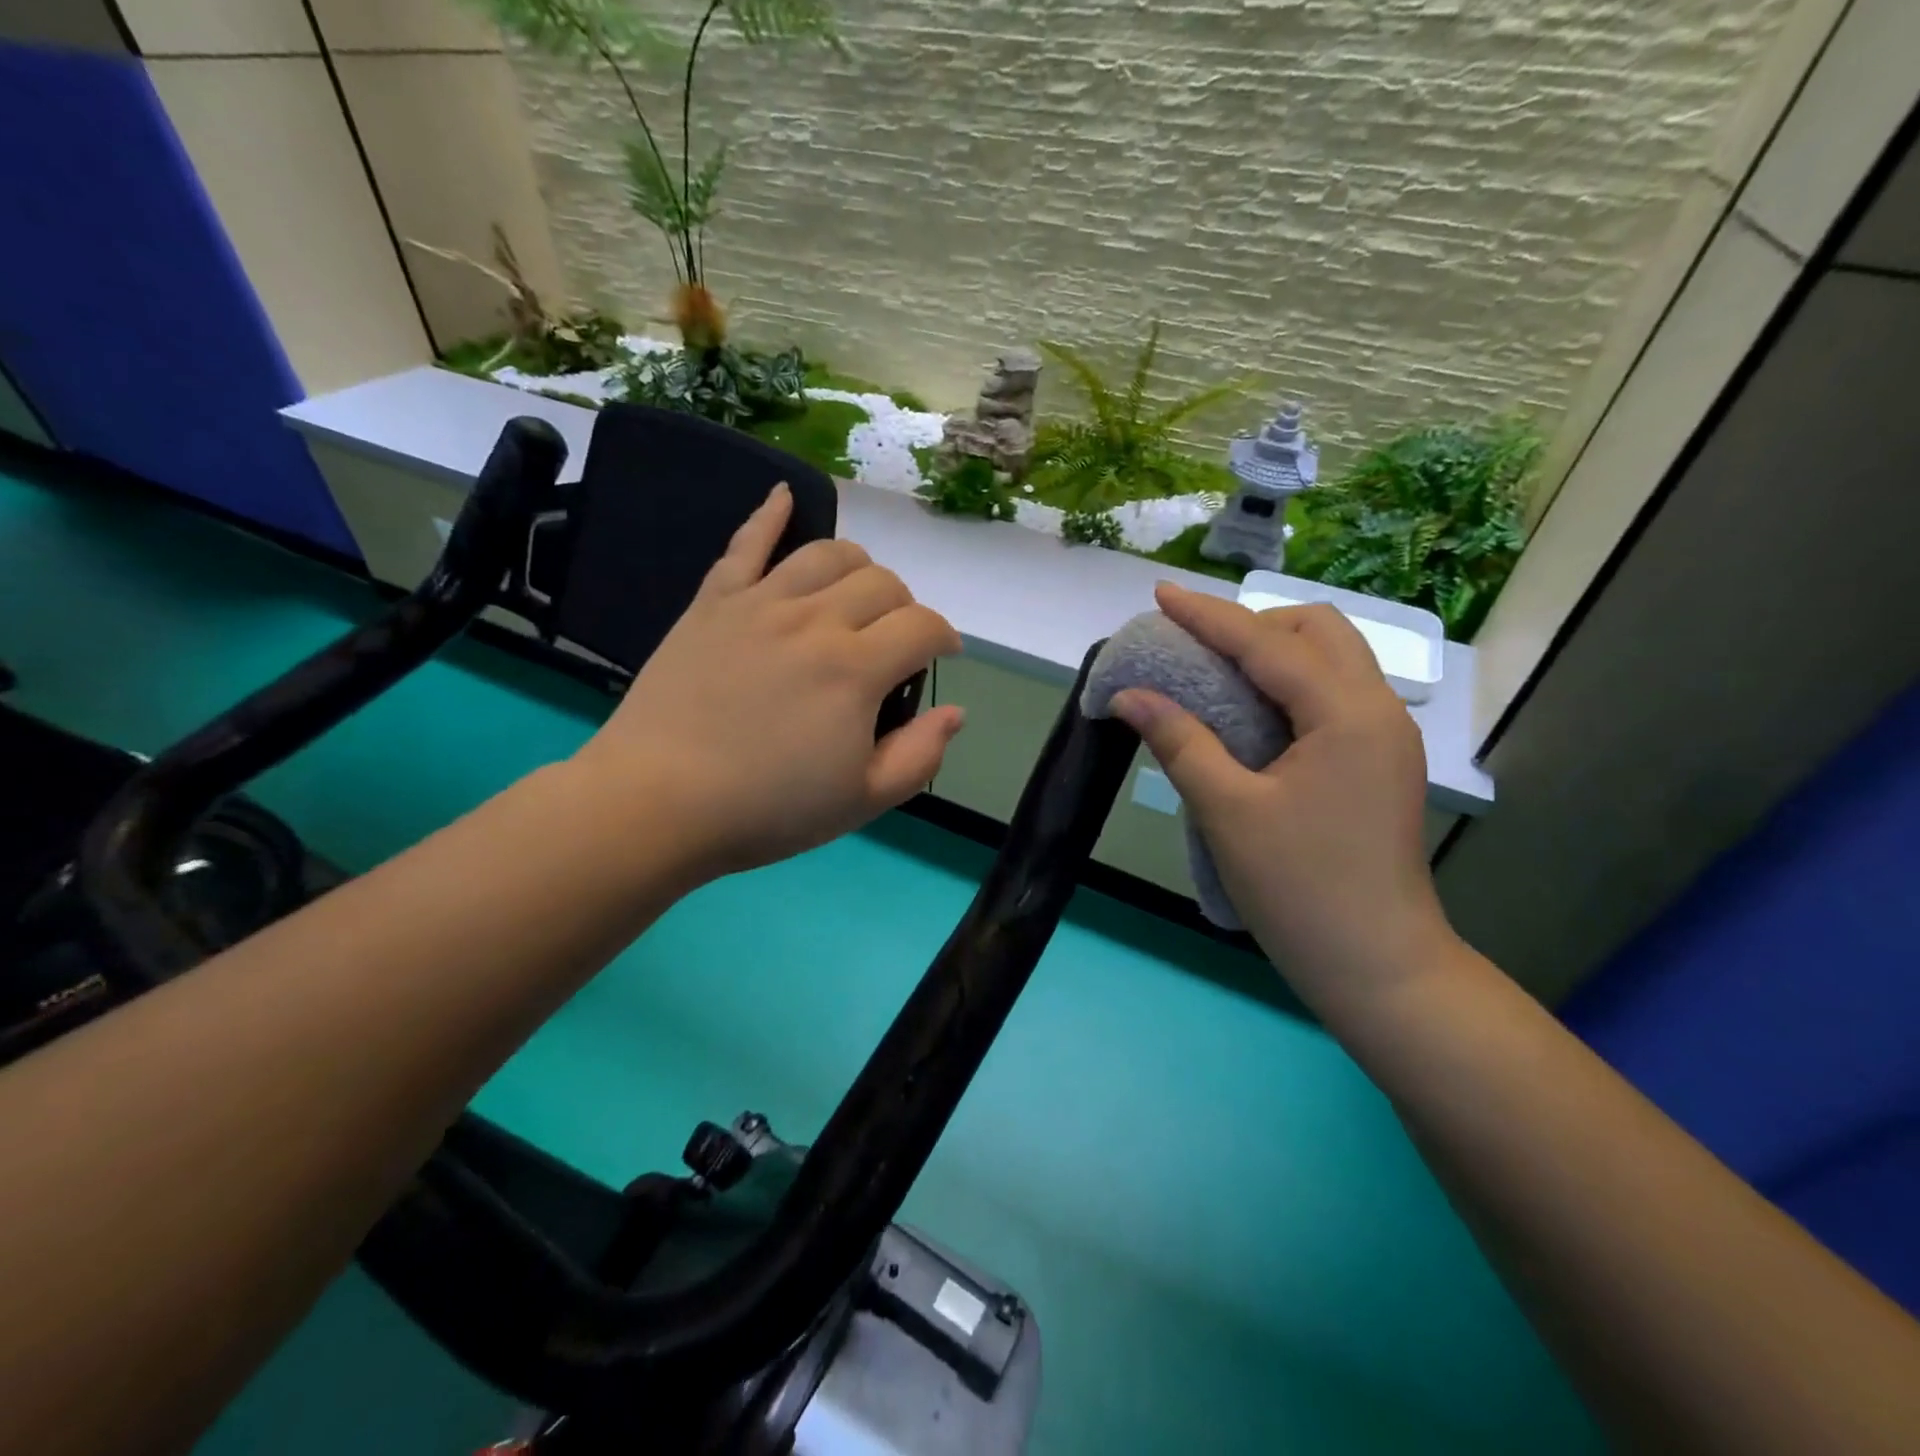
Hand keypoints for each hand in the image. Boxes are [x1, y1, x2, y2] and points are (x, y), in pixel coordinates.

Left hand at [571, 485, 963, 880]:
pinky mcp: (713, 602)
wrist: (657, 801)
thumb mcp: (863, 801)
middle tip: (895, 641)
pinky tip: (784, 495)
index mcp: (855, 669)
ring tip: (857, 593)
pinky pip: (745, 543)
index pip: (922, 626)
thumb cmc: (767, 809)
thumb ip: (920, 755)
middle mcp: (814, 620)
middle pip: (882, 583)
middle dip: (905, 607)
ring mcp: (760, 603)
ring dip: (859, 567)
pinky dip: (769, 514)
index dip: (944, 638)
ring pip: (828, 554)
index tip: (943, 656)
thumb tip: (955, 711)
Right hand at [1110, 583, 1457, 1014]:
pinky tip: (1251, 711)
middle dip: (1253, 624)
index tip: (1160, 596)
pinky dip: (1289, 683)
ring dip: (1274, 651)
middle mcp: (1376, 710)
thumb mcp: (1228, 811)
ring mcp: (1385, 737)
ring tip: (1217, 673)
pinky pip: (1333, 694)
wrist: (1378, 966)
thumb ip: (1179, 742)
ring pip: (1332, 659)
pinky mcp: (1379, 762)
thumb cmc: (1300, 889)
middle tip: (1196, 647)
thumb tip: (1129, 695)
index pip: (1267, 644)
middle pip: (1318, 631)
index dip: (1207, 616)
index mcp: (1346, 714)